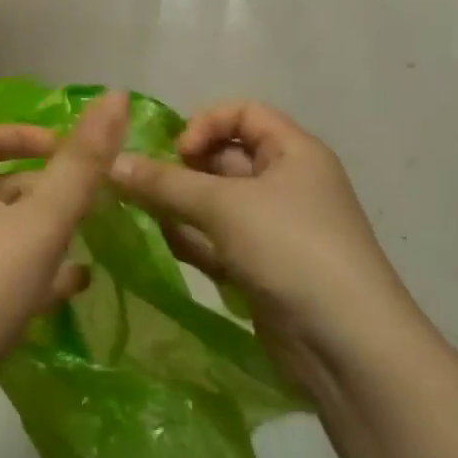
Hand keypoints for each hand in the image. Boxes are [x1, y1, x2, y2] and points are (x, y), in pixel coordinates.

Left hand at [0, 91, 130, 445]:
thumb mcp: (37, 222)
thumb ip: (81, 166)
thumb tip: (116, 95)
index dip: (26, 135)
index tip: (70, 150)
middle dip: (47, 189)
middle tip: (96, 199)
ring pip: (5, 240)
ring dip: (47, 236)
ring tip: (95, 239)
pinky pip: (4, 286)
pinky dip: (39, 281)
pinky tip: (75, 290)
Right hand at [110, 100, 420, 389]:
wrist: (346, 344)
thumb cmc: (290, 249)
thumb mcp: (225, 206)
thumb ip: (165, 183)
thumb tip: (112, 162)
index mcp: (294, 152)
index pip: (244, 114)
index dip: (205, 124)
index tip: (176, 153)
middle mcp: (287, 183)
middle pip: (225, 159)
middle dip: (183, 170)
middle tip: (141, 187)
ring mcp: (275, 229)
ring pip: (217, 204)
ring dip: (181, 207)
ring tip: (144, 216)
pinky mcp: (263, 268)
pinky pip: (220, 241)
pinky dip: (195, 240)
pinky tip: (169, 246)